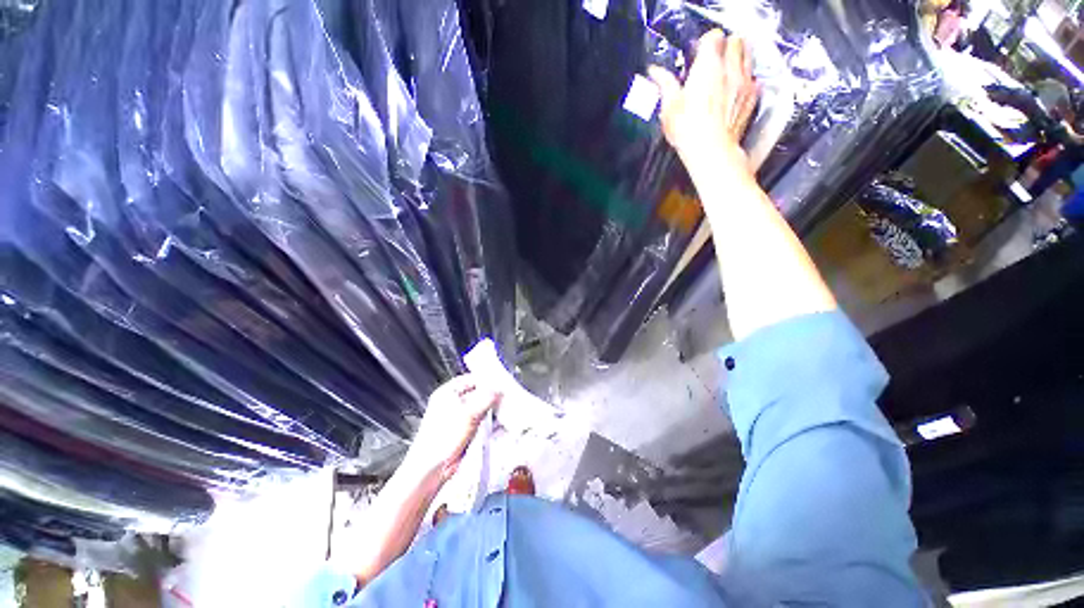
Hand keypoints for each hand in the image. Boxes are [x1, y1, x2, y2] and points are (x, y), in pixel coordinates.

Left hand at [406, 374, 501, 481]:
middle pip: (479, 393)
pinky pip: (482, 421)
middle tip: (505, 398)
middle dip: (492, 396)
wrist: (433, 469)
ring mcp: (460, 417)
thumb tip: (499, 390)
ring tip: (505, 411)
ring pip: (482, 407)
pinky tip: (500, 424)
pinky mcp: (465, 430)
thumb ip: (486, 399)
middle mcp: (453, 402)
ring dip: (493, 410)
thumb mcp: (468, 414)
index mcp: (448, 392)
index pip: (472, 379)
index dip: (487, 381)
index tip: (502, 384)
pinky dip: (491, 422)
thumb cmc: (440, 441)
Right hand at [648, 30, 759, 178]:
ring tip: (726, 72)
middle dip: (725, 46)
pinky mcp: (752, 98)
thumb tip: (655, 71)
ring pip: (748, 55)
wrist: (712, 150)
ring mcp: (744, 82)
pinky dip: (746, 79)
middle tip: (714, 60)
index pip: (713, 37)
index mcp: (707, 66)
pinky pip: (754, 78)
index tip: (698, 53)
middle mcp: (730, 69)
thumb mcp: (669, 107)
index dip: (706, 43)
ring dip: (738, 58)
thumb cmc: (689, 130)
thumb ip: (665, 84)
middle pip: (735, 41)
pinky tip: (735, 90)